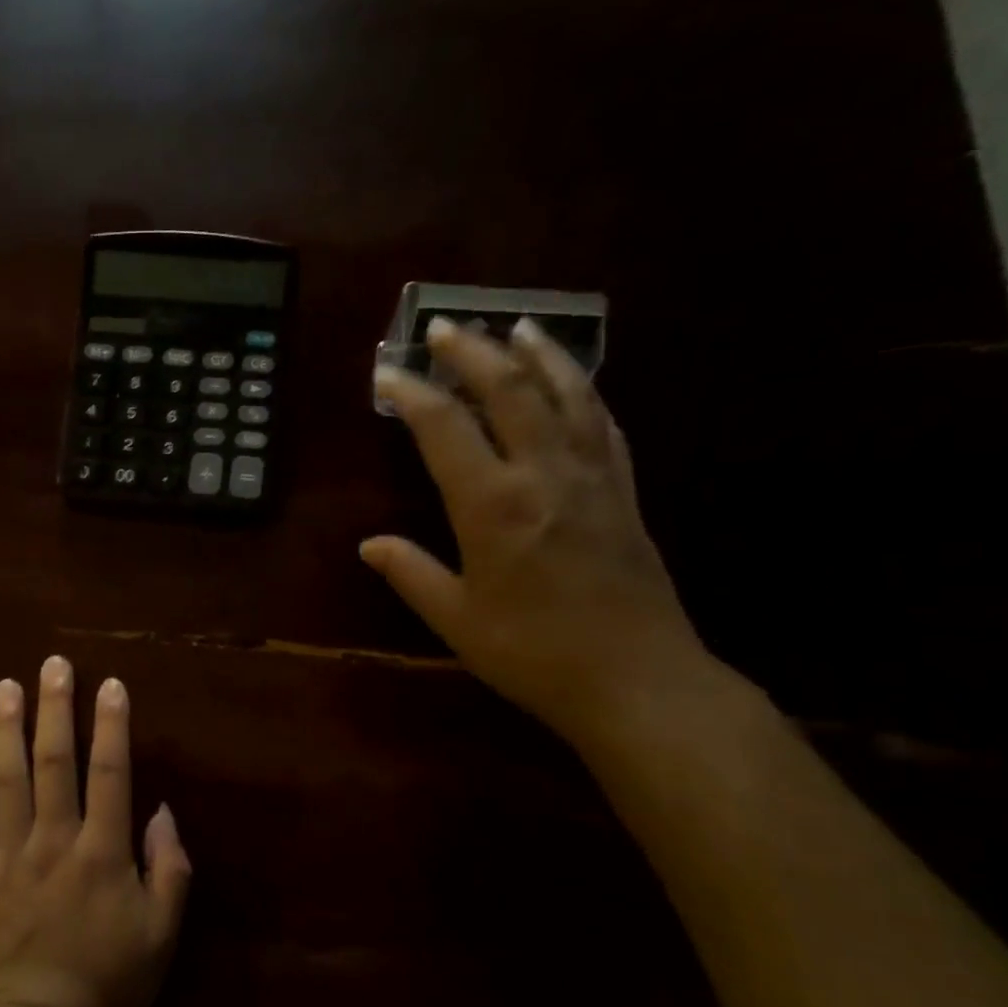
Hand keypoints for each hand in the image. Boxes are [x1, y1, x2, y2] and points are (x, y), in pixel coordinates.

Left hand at [0, 657, 190, 1006]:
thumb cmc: (109, 983)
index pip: (110, 774)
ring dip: (6, 732)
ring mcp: (9, 857)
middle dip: (55, 710)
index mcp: (101, 852)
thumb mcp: (162, 933)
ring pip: (7, 783)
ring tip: (3, 687)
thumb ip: (170, 869)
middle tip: (52, 665)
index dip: (112, 726)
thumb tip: (162, 813)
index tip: (110, 684)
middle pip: (55, 763)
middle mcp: (54, 841)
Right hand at [361, 317, 710, 742]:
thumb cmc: (533, 653)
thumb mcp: (457, 619)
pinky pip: (603, 425)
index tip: (387, 372)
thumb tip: (370, 544)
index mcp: (493, 505)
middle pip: (510, 391)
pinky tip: (573, 383)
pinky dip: (584, 393)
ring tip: (518, 327)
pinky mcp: (625, 492)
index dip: (412, 393)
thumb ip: (411, 574)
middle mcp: (544, 475)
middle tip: (445, 327)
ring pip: (567, 395)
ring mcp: (593, 478)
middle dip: (473, 353)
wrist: (637, 680)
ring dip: (538, 356)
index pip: (445, 428)